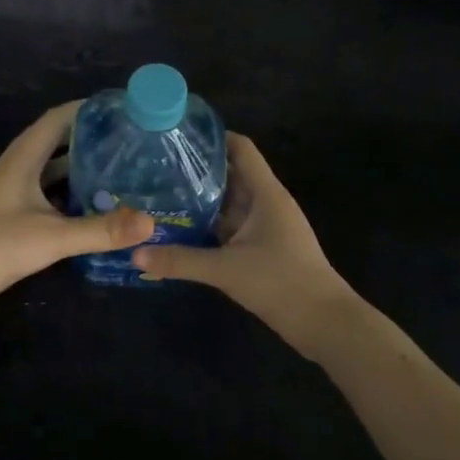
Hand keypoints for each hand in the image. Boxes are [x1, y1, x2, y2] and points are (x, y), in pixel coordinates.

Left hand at [0, 102, 154, 328]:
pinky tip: (88, 210)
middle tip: (126, 145)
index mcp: (20, 160)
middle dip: (88, 142)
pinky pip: (41, 197)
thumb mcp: (53, 237)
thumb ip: (102, 230)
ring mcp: (6, 195)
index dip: (84, 110)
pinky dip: (65, 198)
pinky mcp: (5, 218)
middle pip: (53, 145)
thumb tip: (150, 223)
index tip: (117, 109)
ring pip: (47, 174)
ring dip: (77, 172)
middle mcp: (12, 170)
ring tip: (115, 174)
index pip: (55, 120)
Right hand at [129, 133, 353, 337]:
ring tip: (161, 195)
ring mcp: (266, 227)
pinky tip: (182, 230)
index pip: (241, 149)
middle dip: (197, 171)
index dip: (213, 137)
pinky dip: (209, 226)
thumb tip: (135, 255)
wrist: (324, 323)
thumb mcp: (226, 269)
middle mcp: (266, 203)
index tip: (179, 136)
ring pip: (229, 203)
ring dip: (201, 200)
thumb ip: (180, 260)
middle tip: (157, 168)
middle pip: (231, 174)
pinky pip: (231, 227)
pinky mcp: (263, 249)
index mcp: (266, 194)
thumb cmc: (280, 282)